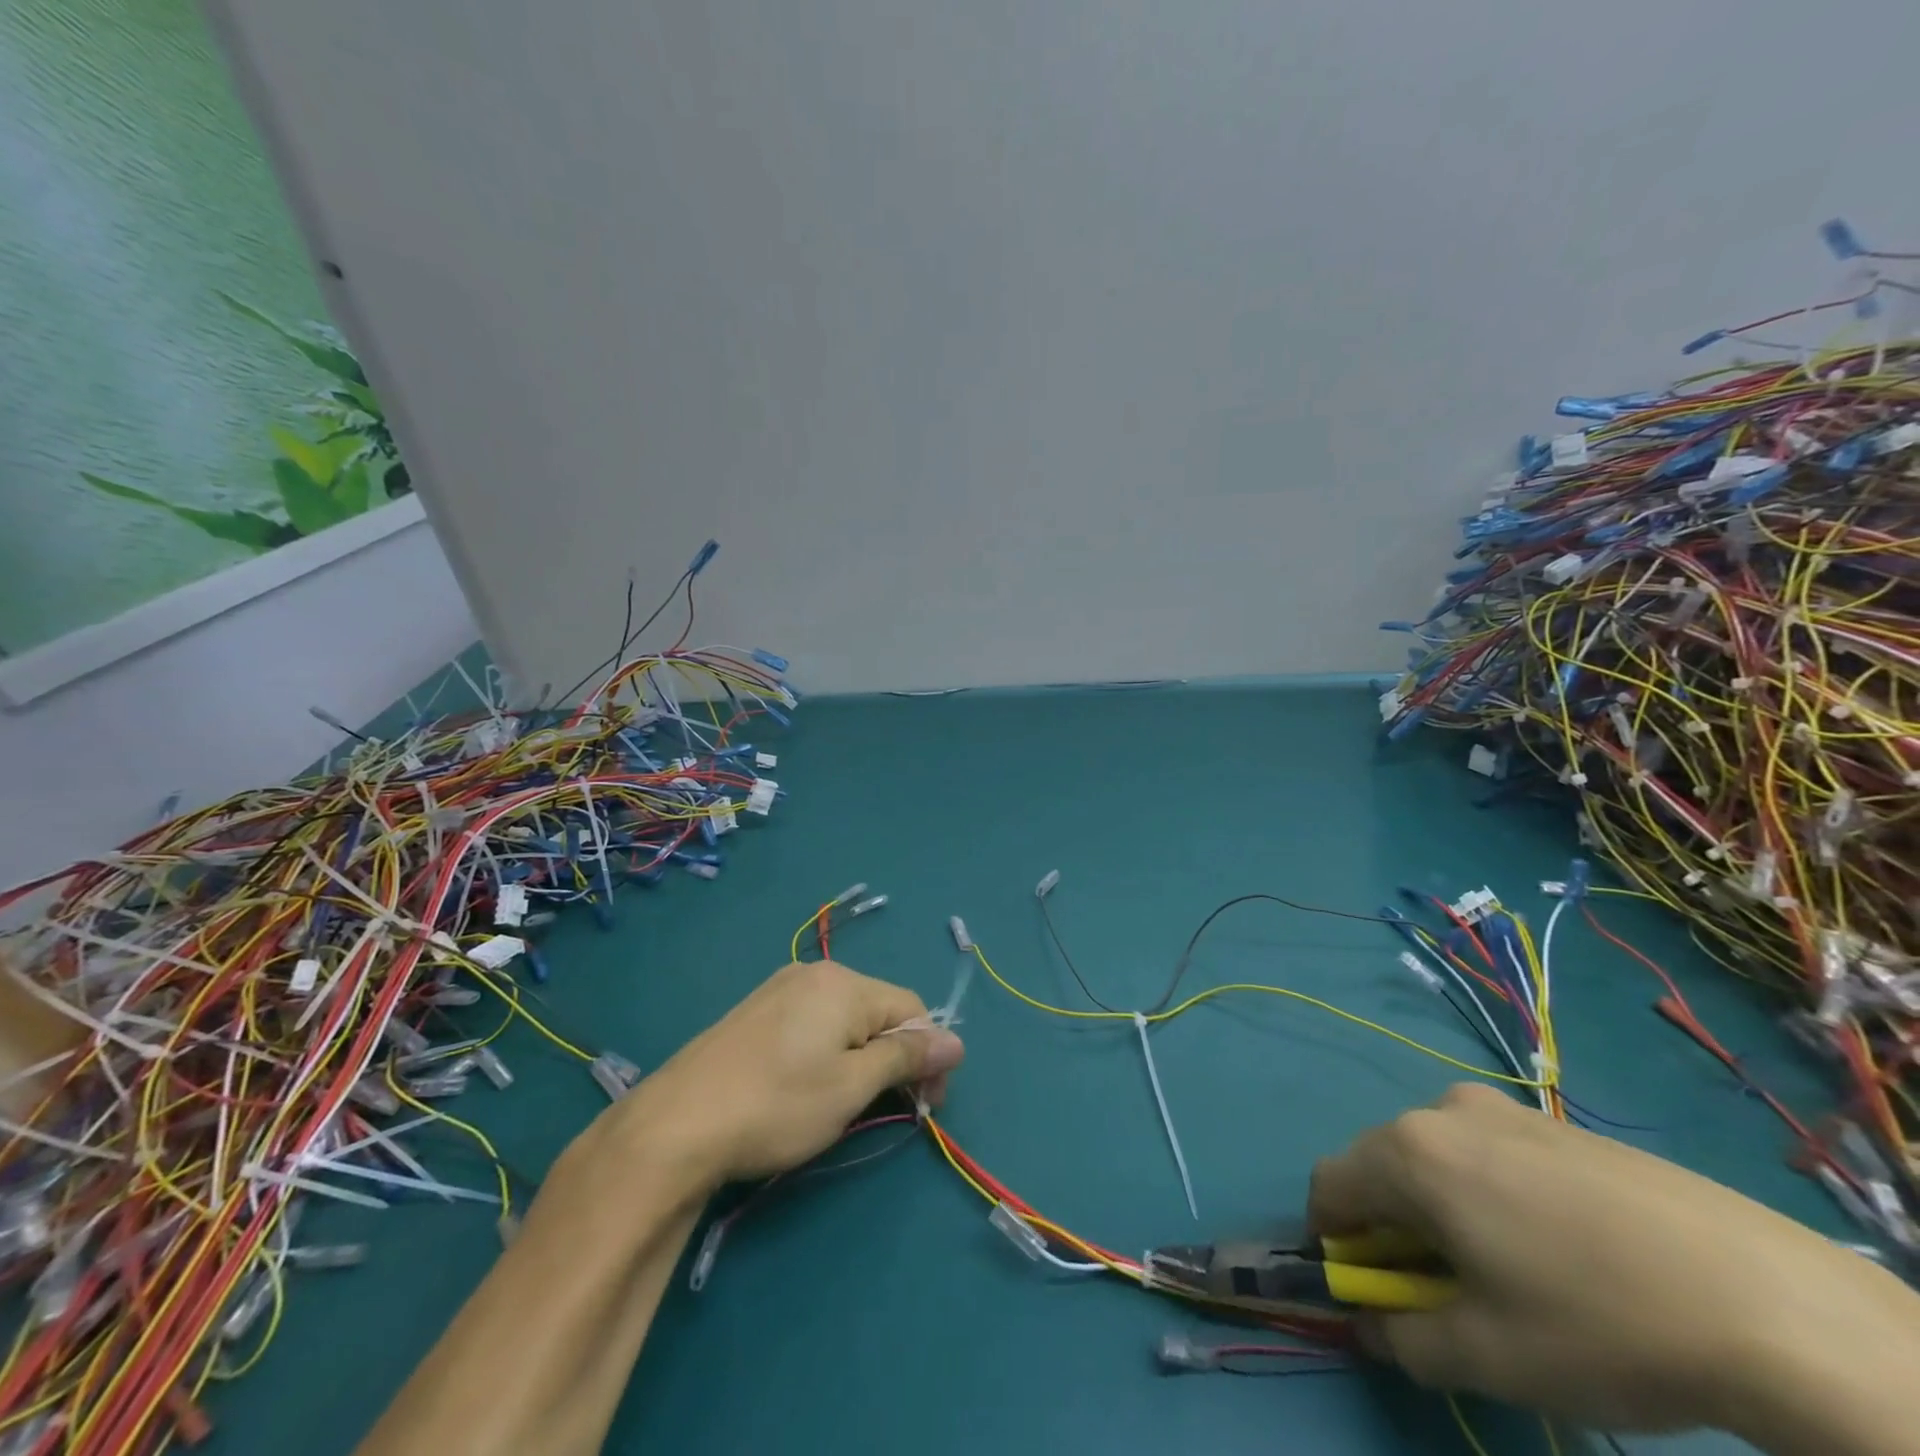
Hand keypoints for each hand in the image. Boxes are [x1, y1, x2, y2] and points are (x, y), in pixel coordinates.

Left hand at [608, 960, 964, 1189]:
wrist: (675, 1126)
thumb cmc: (777, 1106)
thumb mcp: (851, 1088)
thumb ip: (906, 1058)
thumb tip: (956, 1040)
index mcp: (844, 984)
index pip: (912, 1009)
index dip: (929, 1056)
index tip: (927, 1106)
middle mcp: (814, 974)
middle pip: (879, 1010)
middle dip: (895, 1057)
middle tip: (893, 1110)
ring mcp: (780, 989)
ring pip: (845, 1019)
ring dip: (863, 1057)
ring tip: (849, 1103)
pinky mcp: (756, 1012)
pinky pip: (813, 1023)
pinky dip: (829, 1052)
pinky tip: (810, 1086)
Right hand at [1309, 1084, 1919, 1451]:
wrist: (1770, 1302)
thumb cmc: (1600, 1325)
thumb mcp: (1489, 1356)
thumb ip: (1403, 1338)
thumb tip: (1373, 1325)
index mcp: (1408, 1151)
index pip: (1329, 1186)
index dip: (1333, 1241)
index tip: (1371, 1291)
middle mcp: (1440, 1111)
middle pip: (1381, 1166)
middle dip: (1392, 1227)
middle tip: (1443, 1293)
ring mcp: (1503, 1108)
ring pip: (1436, 1157)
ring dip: (1441, 1209)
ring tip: (1509, 1272)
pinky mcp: (1555, 1121)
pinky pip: (1489, 1152)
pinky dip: (1490, 1193)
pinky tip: (1561, 1248)